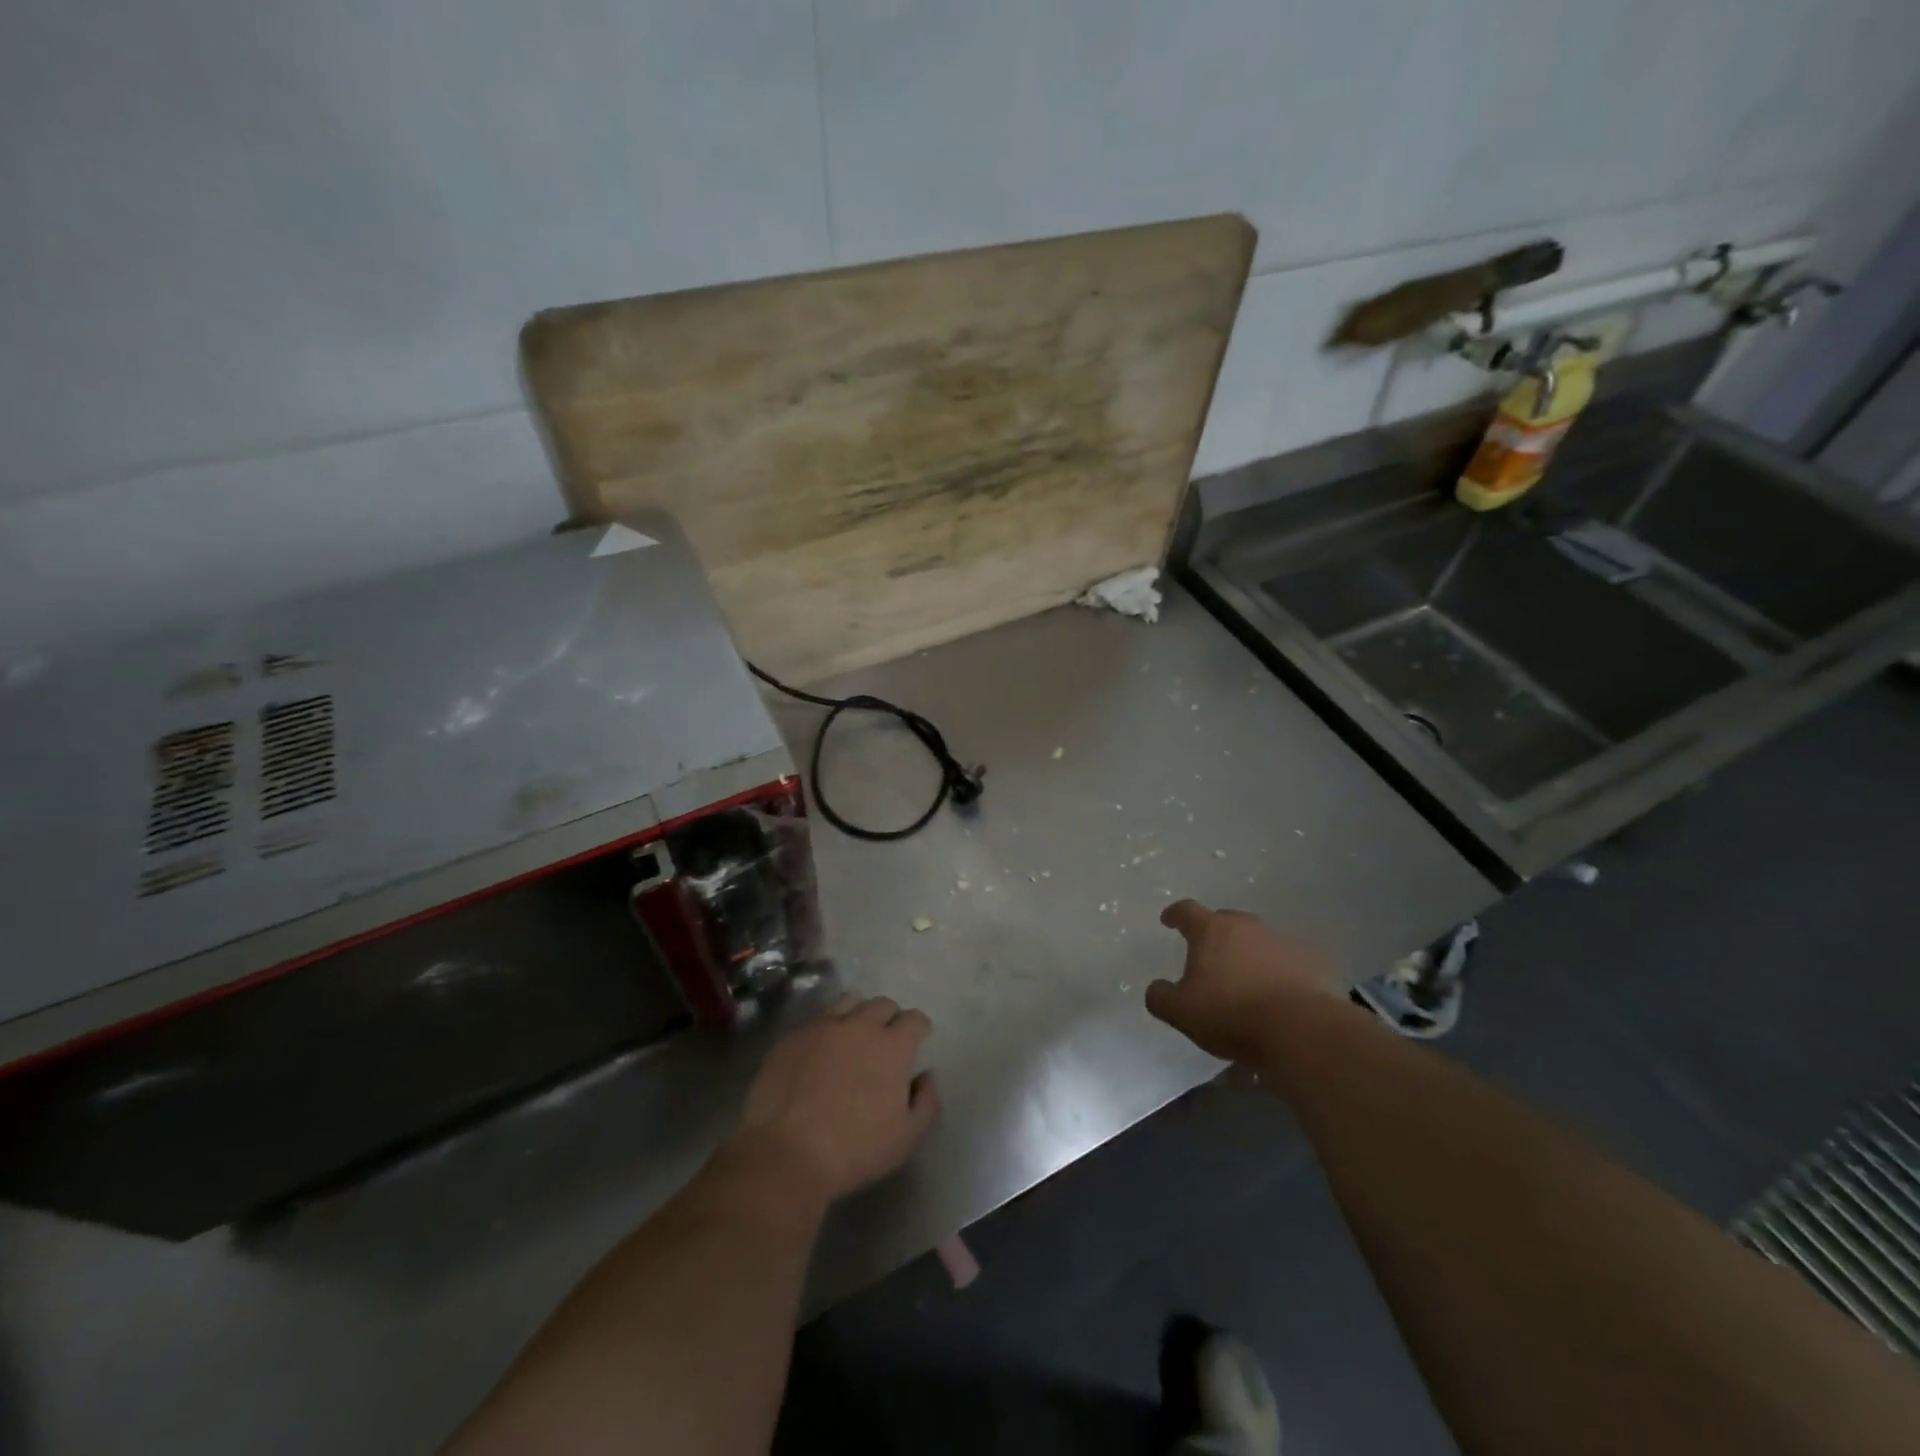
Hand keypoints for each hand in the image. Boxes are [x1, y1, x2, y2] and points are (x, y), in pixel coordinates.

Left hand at [733, 995, 939, 1203]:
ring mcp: (823, 1027)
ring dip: (858, 1013)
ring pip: (849, 1002)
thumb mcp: (907, 1138)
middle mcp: (860, 1025)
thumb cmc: (854, 1149)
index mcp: (892, 1046)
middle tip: (886, 1040)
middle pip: (882, 1004)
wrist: (786, 1153)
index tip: (918, 1040)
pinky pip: (817, 1020)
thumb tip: (926, 1075)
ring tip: (854, 1035)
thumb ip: (927, 1101)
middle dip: (890, 1018)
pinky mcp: (792, 1036)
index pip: (914, 1019)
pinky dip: (826, 1029)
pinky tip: (821, 1051)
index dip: (919, 1028)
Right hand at [1146, 900, 1343, 1062]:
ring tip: (1245, 978)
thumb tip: (1156, 988)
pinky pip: (1287, 960)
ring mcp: (1283, 941)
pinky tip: (1277, 993)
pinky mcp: (1312, 962)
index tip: (1168, 920)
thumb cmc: (1232, 1014)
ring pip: (1258, 939)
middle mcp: (1247, 926)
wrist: (1302, 1030)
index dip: (1175, 914)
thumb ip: (1161, 997)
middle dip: (1214, 933)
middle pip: (1225, 921)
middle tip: (1208, 955)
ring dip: (1248, 952)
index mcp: (1211, 930)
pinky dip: (1278, 970)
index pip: (1187, 911)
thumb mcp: (1181, 1012)